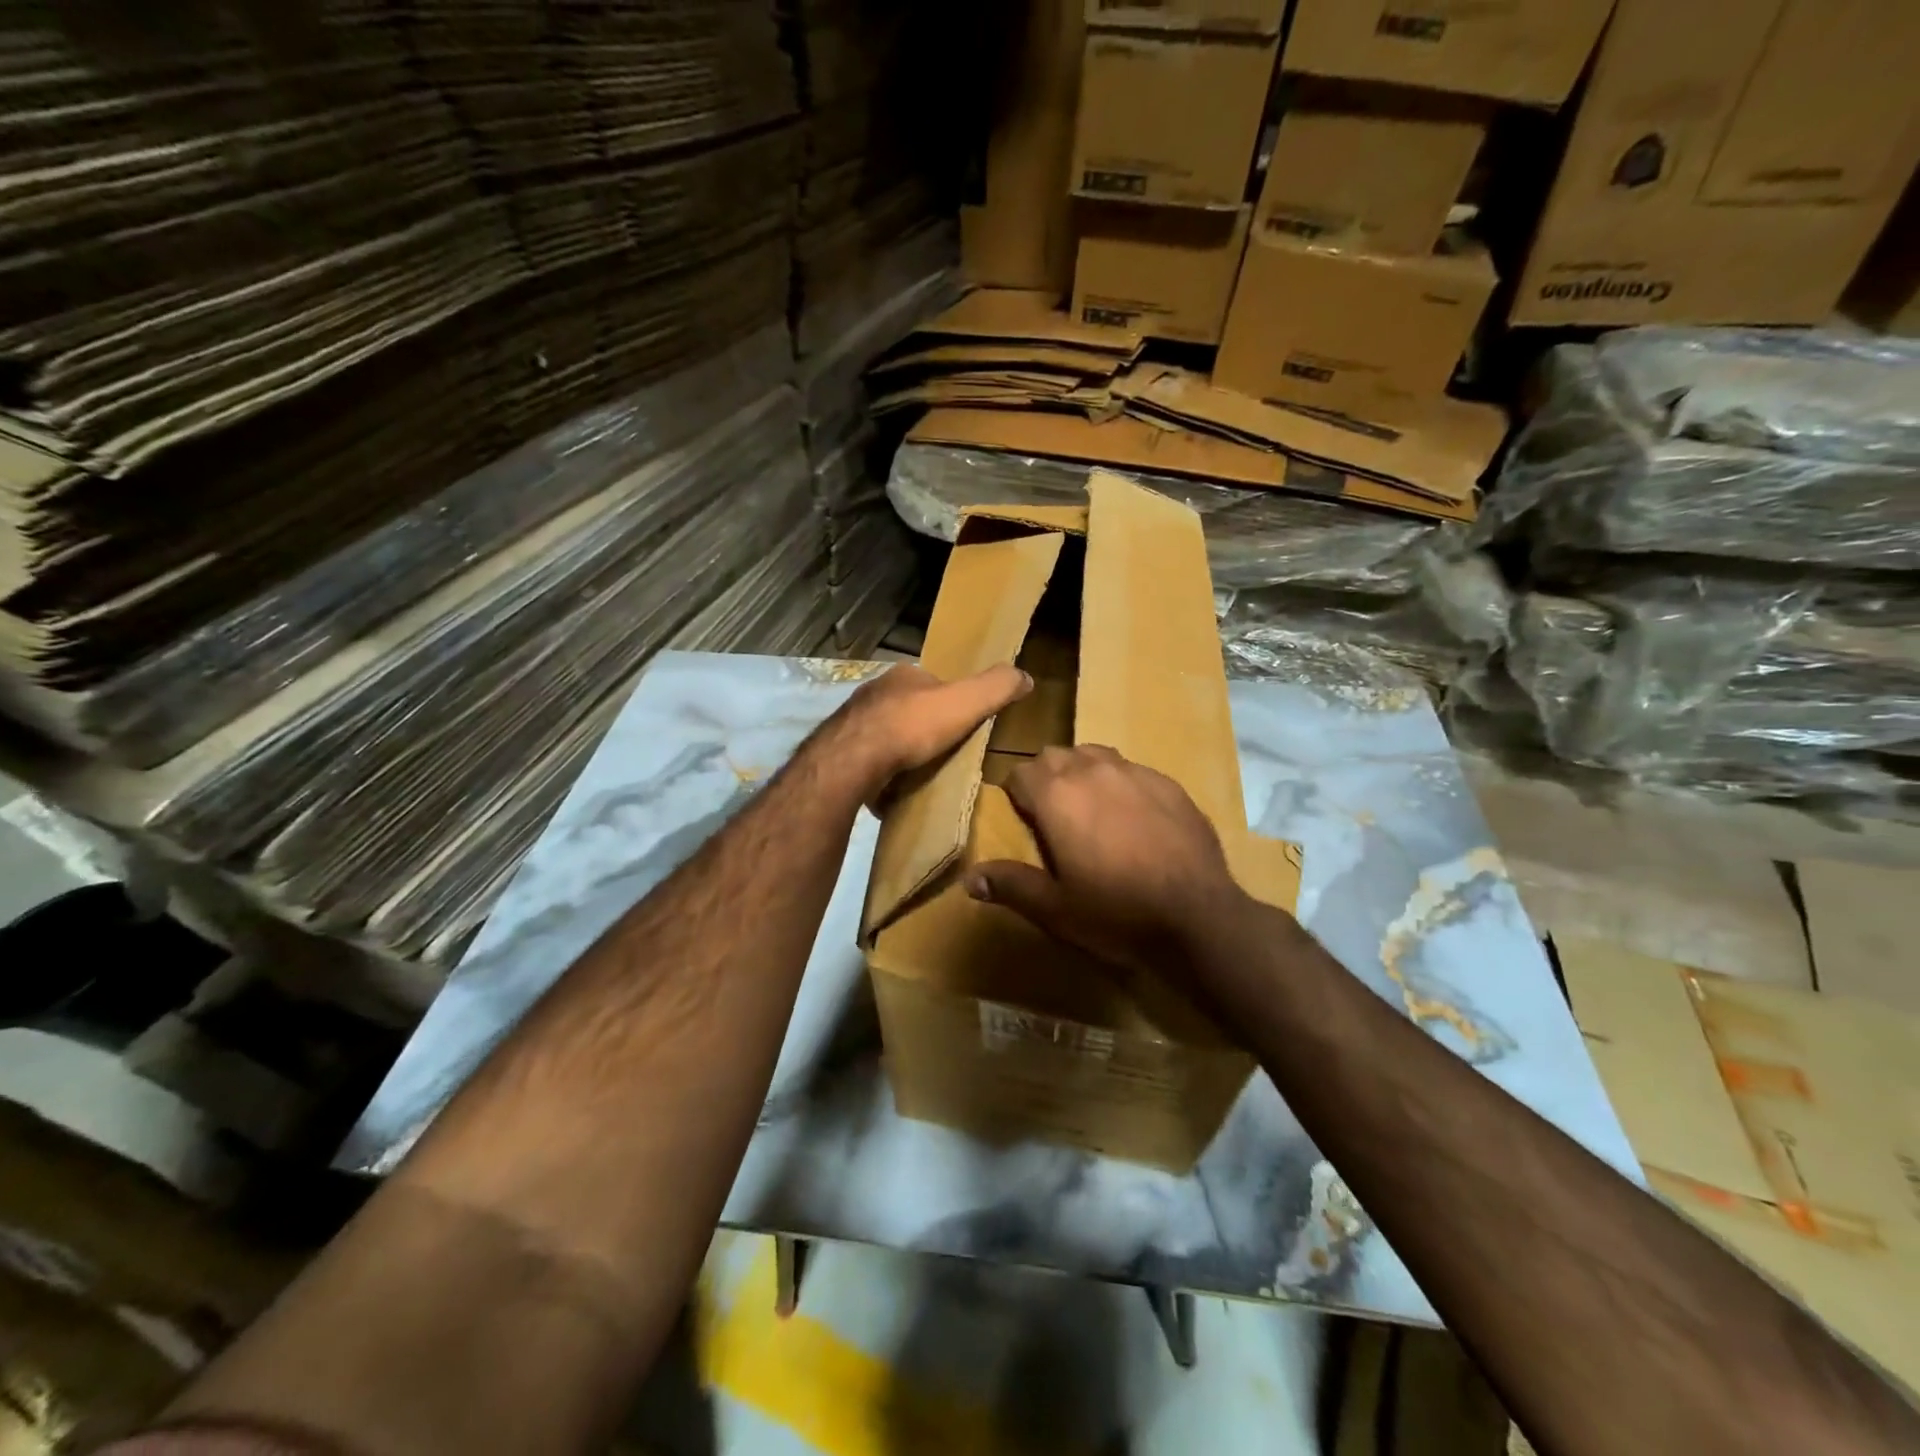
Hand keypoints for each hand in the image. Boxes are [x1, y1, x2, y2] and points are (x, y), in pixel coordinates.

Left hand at [827, 663, 1032, 797]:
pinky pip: (868, 759)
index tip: (963, 723)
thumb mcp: (966, 702)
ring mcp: (853, 722)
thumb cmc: (912, 725)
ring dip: (901, 750)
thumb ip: (996, 687)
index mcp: (903, 674)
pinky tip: (894, 788)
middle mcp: (874, 693)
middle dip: (923, 727)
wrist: (854, 760)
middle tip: (943, 752)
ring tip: (921, 773)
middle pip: (908, 708)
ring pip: (886, 733)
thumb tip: (1025, 676)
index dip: (950, 701)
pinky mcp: (840, 752)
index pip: (933, 683)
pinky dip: (882, 771)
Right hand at [966, 745, 1248, 977]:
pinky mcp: (1169, 783)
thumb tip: (968, 878)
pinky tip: (1135, 819)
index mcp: (1057, 795)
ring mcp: (1135, 772)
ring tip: (1092, 810)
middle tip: (1055, 817)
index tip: (1025, 820)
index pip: (1021, 772)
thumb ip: (1010, 885)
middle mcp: (1093, 770)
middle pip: (1056, 756)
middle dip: (1048, 779)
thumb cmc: (1116, 912)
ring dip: (1084, 774)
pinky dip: (1122, 784)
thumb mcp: (1055, 908)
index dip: (1017, 794)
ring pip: (1095, 755)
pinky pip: (1133, 770)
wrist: (1198, 917)